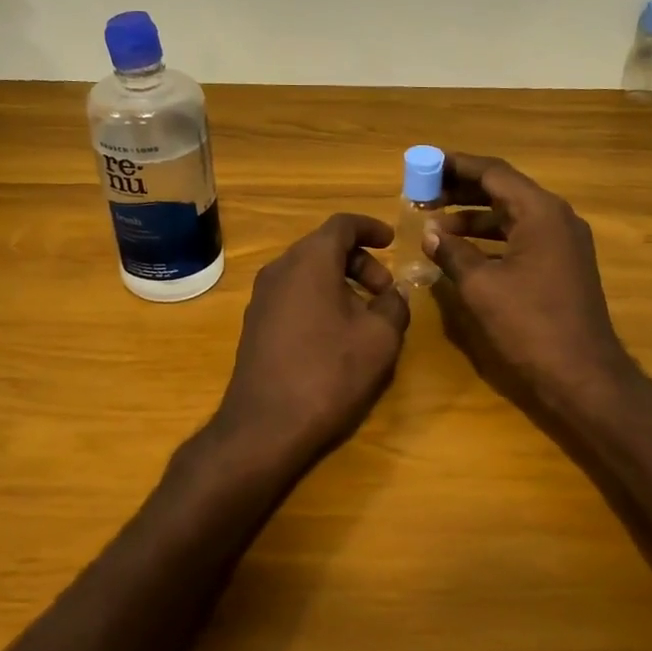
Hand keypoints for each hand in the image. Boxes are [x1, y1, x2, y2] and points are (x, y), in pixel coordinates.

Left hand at [212, 213, 410, 472]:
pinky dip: (320, 298)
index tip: (393, 241)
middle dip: (360, 261)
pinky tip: (337, 334)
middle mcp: (280, 269)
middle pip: (324, 247)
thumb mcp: (380, 338)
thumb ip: (395, 305)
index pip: (342, 224)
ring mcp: (262, 297)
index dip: (371, 228)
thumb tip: (396, 293)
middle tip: (386, 291)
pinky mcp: (256, 323)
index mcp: (310, 261)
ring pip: (308, 272)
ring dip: (341, 282)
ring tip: (366, 315)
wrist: (266, 426)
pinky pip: (294, 294)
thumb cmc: (329, 372)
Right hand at [424, 154, 635, 418]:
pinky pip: (523, 237)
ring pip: (513, 215)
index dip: (455, 166)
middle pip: (504, 190)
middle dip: (462, 190)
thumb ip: (453, 252)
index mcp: (540, 212)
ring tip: (435, 224)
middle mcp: (557, 218)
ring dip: (475, 217)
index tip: (424, 164)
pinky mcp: (564, 265)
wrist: (583, 374)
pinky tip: (465, 252)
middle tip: (424, 193)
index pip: (493, 172)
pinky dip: (492, 239)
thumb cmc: (530, 324)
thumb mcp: (481, 286)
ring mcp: (564, 242)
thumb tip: (430, 233)